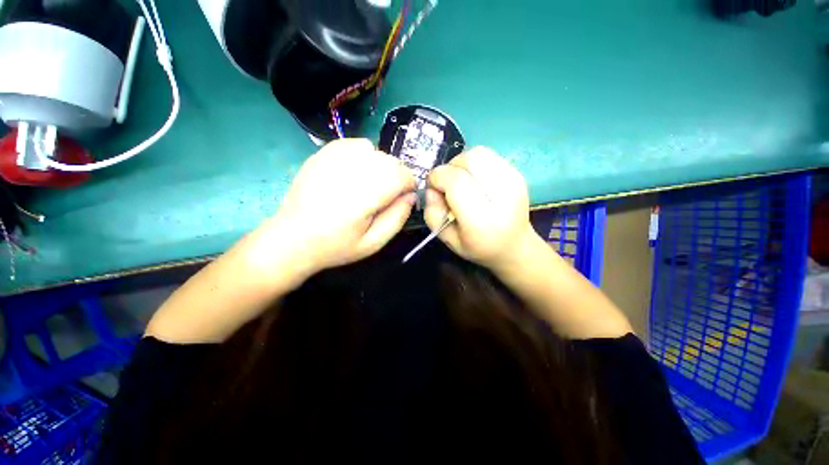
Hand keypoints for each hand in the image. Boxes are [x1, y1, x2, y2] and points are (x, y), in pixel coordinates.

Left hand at [253, 139, 415, 279]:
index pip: (400, 175)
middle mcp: (348, 172)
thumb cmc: (335, 246)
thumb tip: (411, 195)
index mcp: (362, 198)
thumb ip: (397, 218)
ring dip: (380, 165)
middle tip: (388, 194)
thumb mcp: (373, 243)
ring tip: (371, 183)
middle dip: (397, 175)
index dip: (409, 184)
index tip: (405, 196)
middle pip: (389, 160)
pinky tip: (356, 172)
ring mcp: (332, 159)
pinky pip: (355, 144)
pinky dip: (364, 154)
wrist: (292, 238)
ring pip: (374, 150)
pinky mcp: (322, 154)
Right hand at [424, 147, 534, 270]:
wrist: (515, 245)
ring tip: (461, 180)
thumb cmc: (477, 246)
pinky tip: (475, 179)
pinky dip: (474, 163)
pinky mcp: (517, 173)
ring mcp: (514, 181)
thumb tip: (432, 186)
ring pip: (479, 153)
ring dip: (462, 163)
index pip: (456, 182)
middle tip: (447, 183)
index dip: (438, 178)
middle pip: (469, 161)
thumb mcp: (447, 238)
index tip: (433, 187)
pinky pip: (488, 156)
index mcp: (482, 220)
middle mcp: (502, 197)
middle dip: (450, 167)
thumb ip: (433, 213)